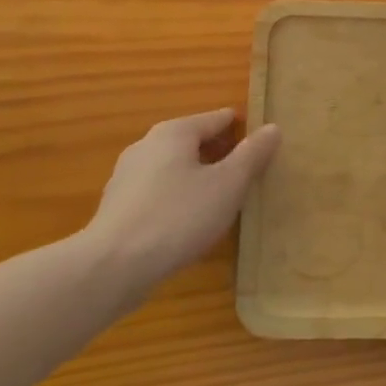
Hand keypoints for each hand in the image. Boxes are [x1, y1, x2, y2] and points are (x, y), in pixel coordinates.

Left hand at [86, 109, 281, 292]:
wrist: (113, 266)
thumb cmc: (178, 217)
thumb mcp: (228, 185)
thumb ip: (251, 155)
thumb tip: (272, 128)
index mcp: (174, 132)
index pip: (217, 119)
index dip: (242, 129)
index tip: (262, 144)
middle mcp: (147, 144)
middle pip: (193, 141)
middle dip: (219, 154)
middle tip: (247, 174)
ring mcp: (127, 175)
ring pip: (174, 167)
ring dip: (197, 177)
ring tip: (222, 200)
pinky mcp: (117, 206)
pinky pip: (158, 191)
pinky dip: (177, 197)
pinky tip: (188, 222)